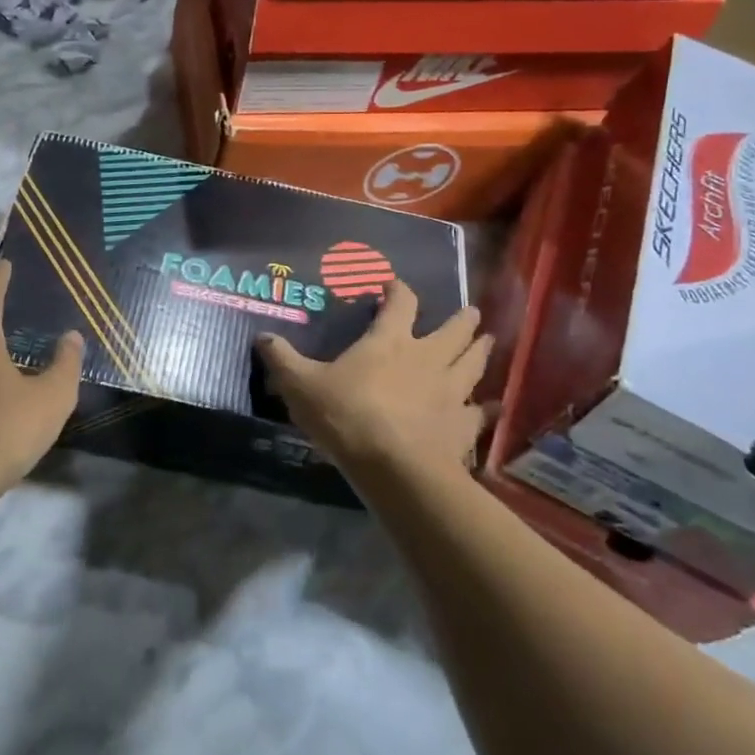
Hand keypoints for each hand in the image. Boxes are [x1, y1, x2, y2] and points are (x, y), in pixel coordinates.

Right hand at [256, 282, 489, 480]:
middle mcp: (428, 357)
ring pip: (474, 363)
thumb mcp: (302, 386)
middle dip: (462, 318)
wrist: (397, 468)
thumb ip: (282, 360)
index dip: (399, 291)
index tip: (396, 286)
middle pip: (453, 329)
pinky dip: (487, 408)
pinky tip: (493, 407)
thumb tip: (261, 336)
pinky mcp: (463, 424)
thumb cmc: (348, 416)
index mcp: (390, 341)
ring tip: (488, 341)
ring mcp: (452, 390)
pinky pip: (481, 412)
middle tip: (470, 312)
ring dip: (481, 350)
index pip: (401, 303)